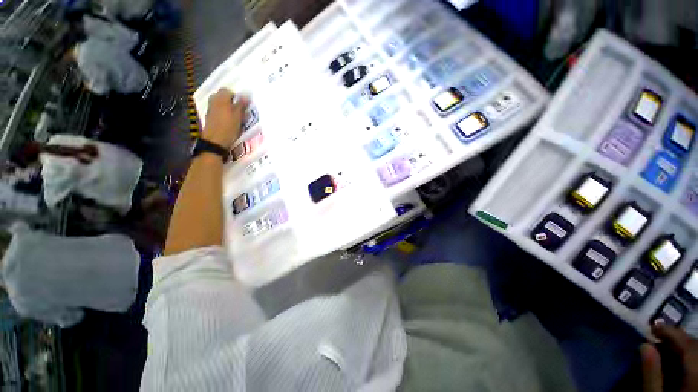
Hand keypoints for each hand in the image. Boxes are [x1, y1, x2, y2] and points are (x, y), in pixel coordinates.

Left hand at [203, 89, 248, 149]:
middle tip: (240, 110)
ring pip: (220, 104)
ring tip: (236, 116)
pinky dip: (224, 113)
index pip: (228, 90)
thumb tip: (246, 94)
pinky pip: (218, 111)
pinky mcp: (210, 117)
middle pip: (223, 96)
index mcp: (221, 98)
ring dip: (228, 107)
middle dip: (231, 101)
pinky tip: (230, 121)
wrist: (215, 141)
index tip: (243, 104)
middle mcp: (214, 100)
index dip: (236, 96)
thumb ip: (241, 104)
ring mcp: (210, 109)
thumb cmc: (228, 128)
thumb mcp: (238, 115)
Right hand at [642, 323, 697, 391]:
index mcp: (695, 375)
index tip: (652, 326)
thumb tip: (644, 345)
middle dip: (677, 338)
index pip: (686, 345)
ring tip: (664, 344)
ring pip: (697, 353)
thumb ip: (651, 374)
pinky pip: (696, 362)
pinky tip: (676, 359)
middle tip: (657, 334)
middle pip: (695, 347)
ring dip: (682, 346)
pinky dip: (687, 356)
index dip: (671, 333)